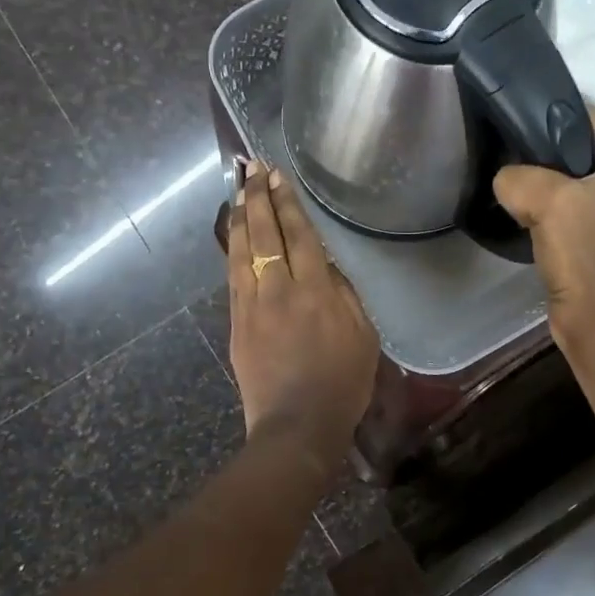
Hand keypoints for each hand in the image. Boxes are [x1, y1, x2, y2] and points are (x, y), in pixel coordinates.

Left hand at [227, 160, 379, 452]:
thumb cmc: (342, 384)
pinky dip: (231, 250)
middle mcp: (279, 290)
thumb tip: (326, 263)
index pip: (299, 236)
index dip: (287, 204)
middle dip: (257, 198)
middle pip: (264, 234)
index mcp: (315, 291)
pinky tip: (232, 235)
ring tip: (237, 190)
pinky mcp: (236, 324)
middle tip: (252, 170)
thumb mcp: (363, 336)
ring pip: (241, 251)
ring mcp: (252, 306)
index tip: (277, 177)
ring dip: (239, 217)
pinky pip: (232, 277)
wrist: (297, 425)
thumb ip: (345, 294)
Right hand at [492, 107, 594, 353]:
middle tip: (516, 167)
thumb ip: (518, 176)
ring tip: (520, 195)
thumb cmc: (584, 254)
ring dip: (552, 190)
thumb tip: (508, 180)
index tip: (521, 134)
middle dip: (551, 159)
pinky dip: (559, 214)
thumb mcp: (544, 200)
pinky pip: (582, 213)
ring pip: (582, 186)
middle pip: (588, 153)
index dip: (558, 122)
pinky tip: (534, 222)